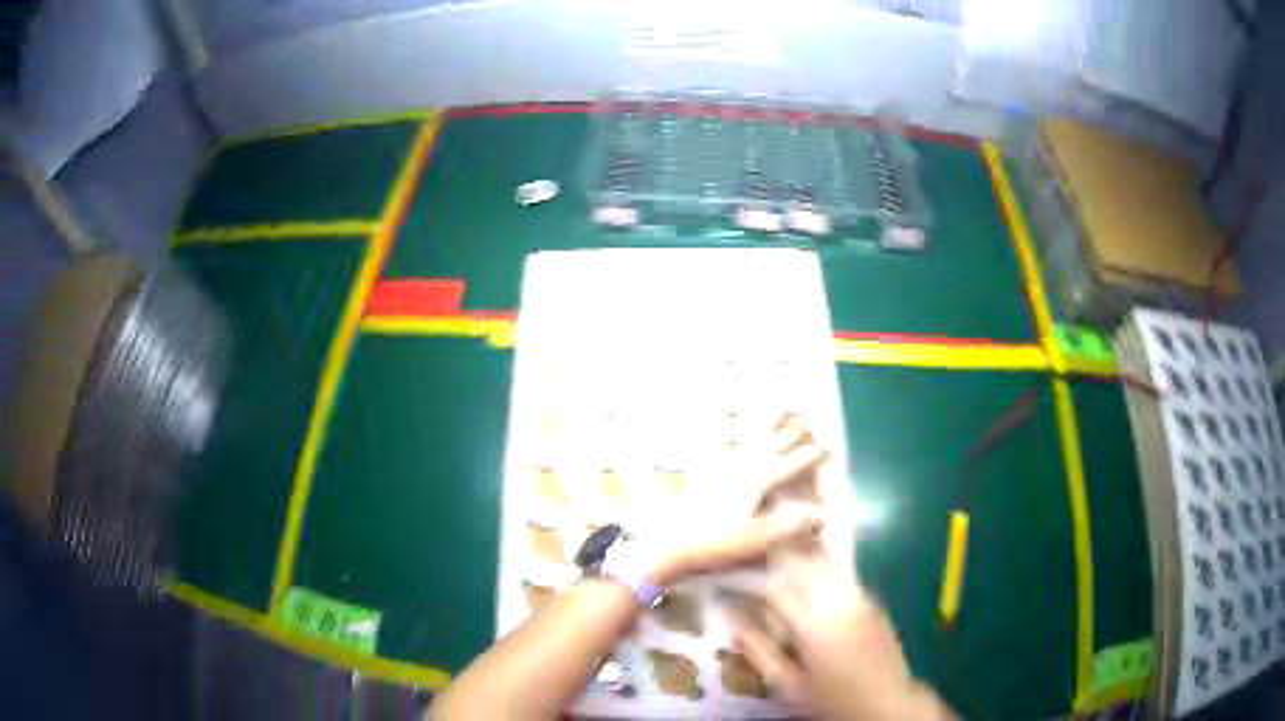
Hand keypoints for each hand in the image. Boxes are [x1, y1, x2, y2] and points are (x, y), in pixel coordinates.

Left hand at [641, 416, 828, 583]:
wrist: (667, 545)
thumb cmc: (715, 544)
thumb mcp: (757, 539)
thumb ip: (789, 526)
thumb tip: (821, 516)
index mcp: (754, 481)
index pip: (787, 465)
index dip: (806, 457)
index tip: (823, 448)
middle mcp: (737, 469)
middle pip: (768, 447)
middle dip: (787, 434)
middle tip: (803, 419)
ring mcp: (717, 470)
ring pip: (746, 443)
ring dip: (762, 429)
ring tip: (772, 411)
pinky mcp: (700, 478)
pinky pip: (714, 450)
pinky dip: (721, 436)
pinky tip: (720, 427)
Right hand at [732, 550, 956, 720]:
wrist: (886, 701)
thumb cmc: (831, 699)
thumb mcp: (788, 684)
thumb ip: (758, 650)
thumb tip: (729, 619)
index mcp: (812, 625)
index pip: (774, 585)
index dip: (748, 577)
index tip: (727, 577)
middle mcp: (837, 602)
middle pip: (801, 562)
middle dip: (773, 556)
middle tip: (748, 559)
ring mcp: (858, 596)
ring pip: (823, 560)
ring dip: (797, 555)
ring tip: (775, 559)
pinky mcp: (871, 598)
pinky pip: (840, 571)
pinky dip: (820, 566)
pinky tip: (808, 576)